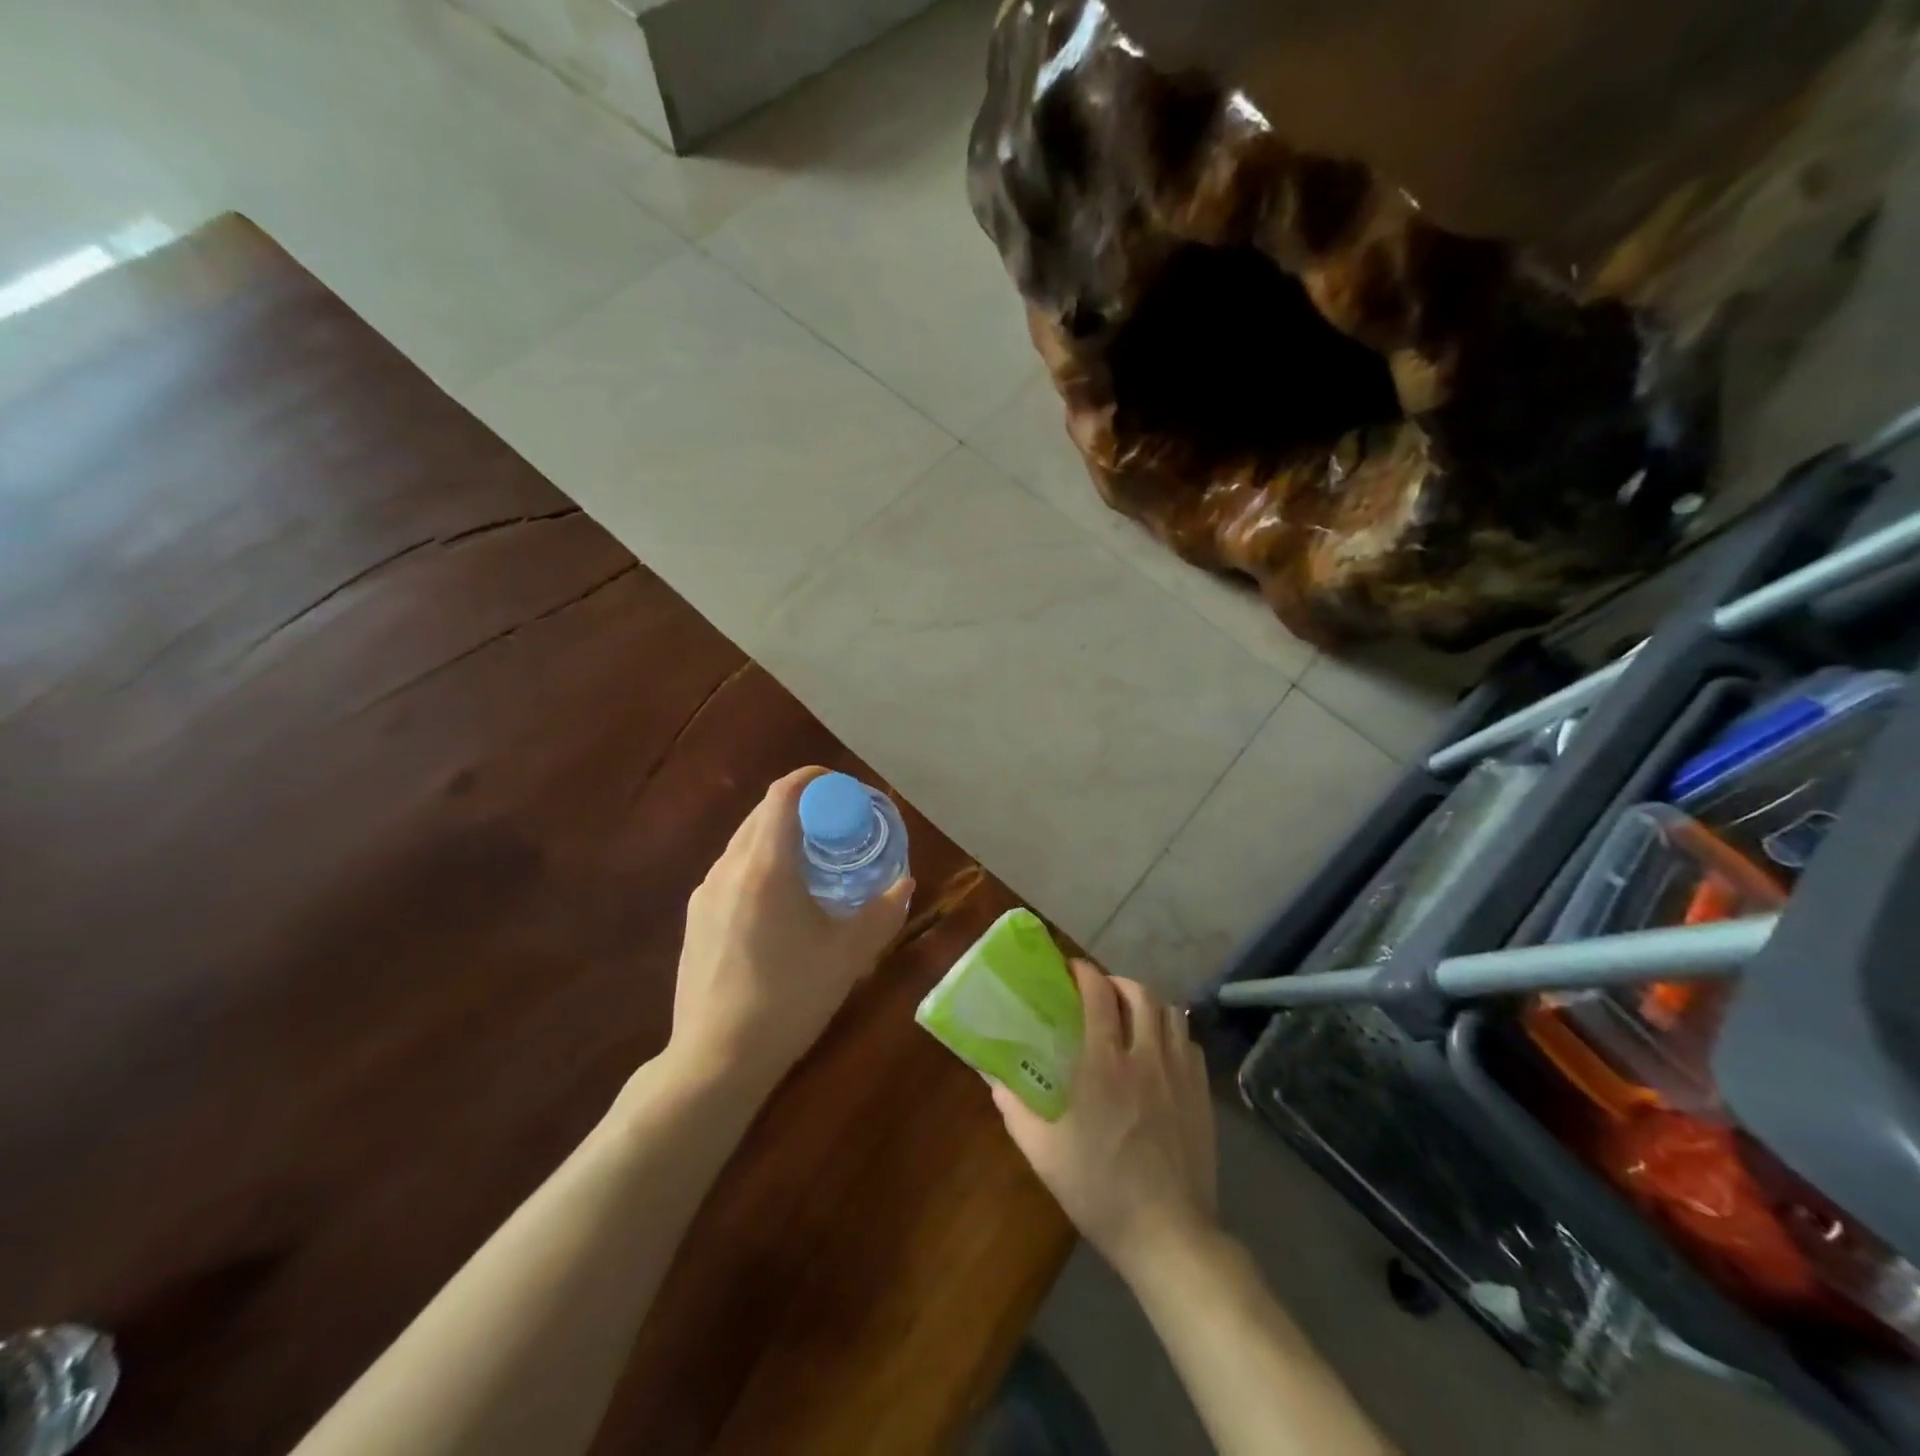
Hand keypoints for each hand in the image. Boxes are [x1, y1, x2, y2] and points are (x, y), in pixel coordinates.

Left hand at [667, 767, 913, 1091]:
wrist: (716, 1059)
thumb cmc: (789, 999)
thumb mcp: (849, 955)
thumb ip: (883, 912)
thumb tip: (905, 884)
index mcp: (765, 866)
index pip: (784, 794)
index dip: (814, 780)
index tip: (844, 789)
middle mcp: (729, 867)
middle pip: (764, 813)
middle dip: (804, 808)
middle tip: (840, 827)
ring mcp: (705, 892)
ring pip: (746, 842)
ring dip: (781, 837)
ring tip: (815, 863)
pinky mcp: (696, 917)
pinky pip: (733, 870)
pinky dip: (762, 864)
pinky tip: (782, 902)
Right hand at [993, 962, 1218, 1281]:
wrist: (1169, 1235)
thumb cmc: (1100, 1191)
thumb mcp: (1044, 1153)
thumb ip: (1015, 1109)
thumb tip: (992, 1078)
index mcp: (1105, 1065)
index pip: (1099, 995)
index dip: (1085, 973)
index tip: (1071, 969)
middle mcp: (1146, 1057)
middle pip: (1140, 993)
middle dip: (1118, 982)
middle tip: (1101, 991)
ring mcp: (1180, 1074)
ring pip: (1170, 1013)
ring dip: (1148, 1003)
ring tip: (1131, 1015)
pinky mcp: (1203, 1094)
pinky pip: (1190, 1043)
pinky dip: (1172, 1033)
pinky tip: (1160, 1050)